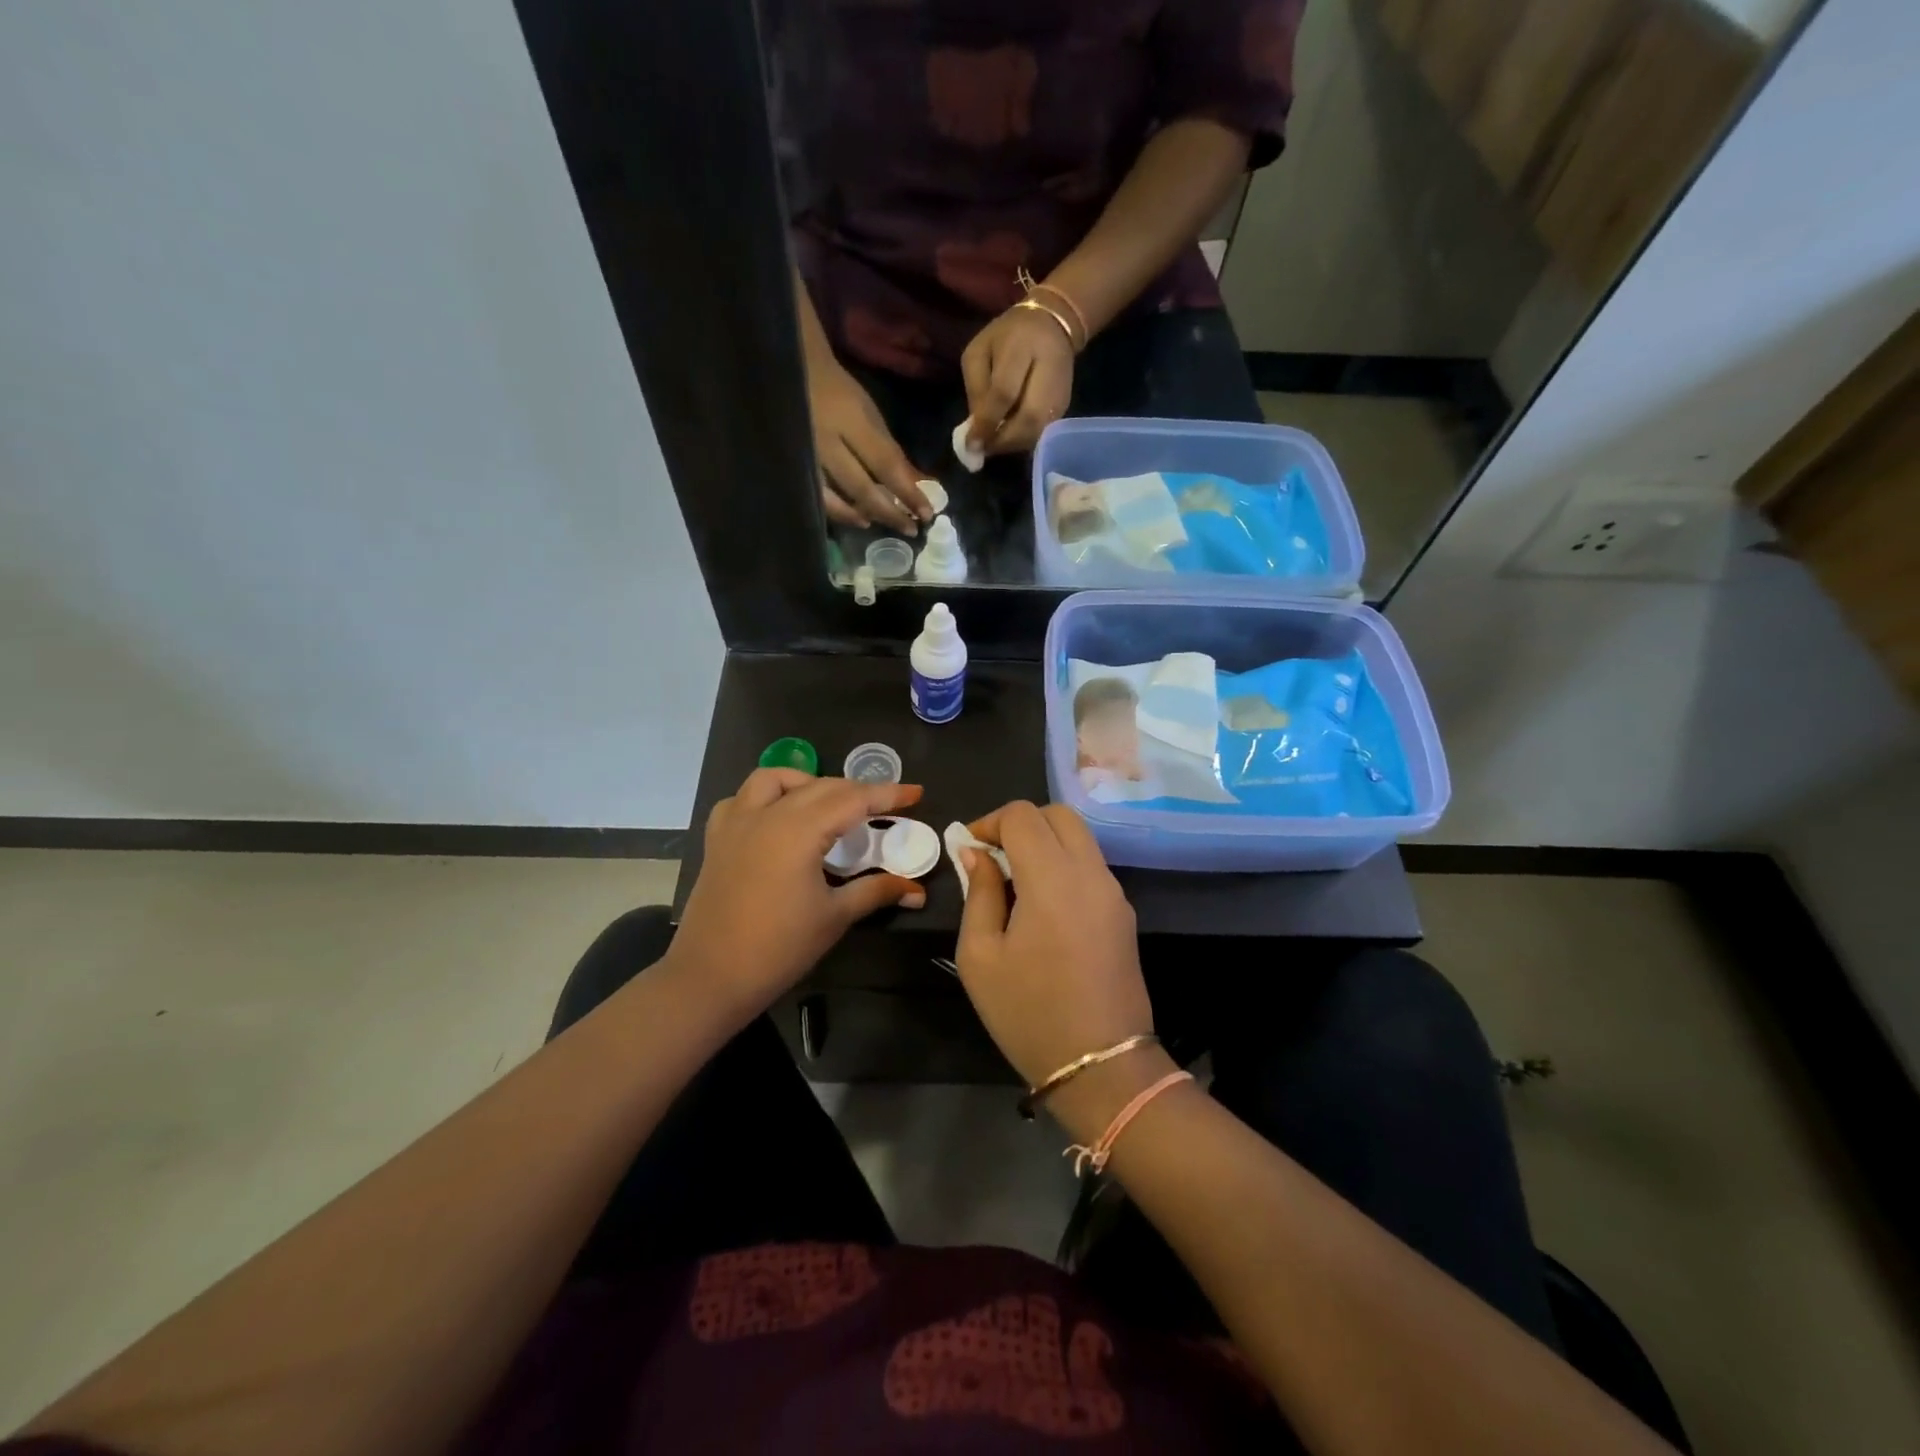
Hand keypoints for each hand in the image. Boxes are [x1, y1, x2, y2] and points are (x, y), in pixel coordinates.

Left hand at [671, 769, 925, 1029]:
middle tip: (885, 807)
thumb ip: (876, 891)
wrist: (710, 977)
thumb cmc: (779, 948)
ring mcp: (736, 823)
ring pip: (774, 779)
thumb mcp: (835, 917)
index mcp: (799, 831)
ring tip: (828, 805)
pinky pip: (740, 799)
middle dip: (856, 790)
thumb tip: (916, 889)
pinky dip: (765, 797)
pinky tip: (777, 817)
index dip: (888, 794)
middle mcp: (767, 815)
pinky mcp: (717, 839)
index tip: (916, 793)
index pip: (853, 800)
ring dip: (807, 782)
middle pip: (820, 786)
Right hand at [808, 361, 933, 534]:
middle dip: (889, 512)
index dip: (908, 492)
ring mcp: (805, 456)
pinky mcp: (791, 466)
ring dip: (861, 515)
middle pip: (862, 488)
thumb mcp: (869, 413)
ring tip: (879, 525)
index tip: (927, 514)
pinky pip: (816, 497)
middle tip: (911, 530)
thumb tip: (919, 484)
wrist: (790, 373)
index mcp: (851, 421)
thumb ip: (891, 450)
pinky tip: (855, 518)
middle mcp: (826, 442)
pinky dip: (837, 511)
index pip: (886, 464)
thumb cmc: (838, 391)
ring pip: (836, 498)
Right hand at [953, 801, 1150, 1090]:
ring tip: (1014, 882)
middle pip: (1058, 815)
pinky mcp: (1124, 912)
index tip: (969, 849)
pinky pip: (1091, 866)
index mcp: (1052, 879)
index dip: (990, 822)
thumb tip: (976, 854)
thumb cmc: (1029, 1013)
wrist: (1102, 1066)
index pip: (1022, 815)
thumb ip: (978, 893)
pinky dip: (1063, 863)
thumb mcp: (980, 956)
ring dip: (1044, 842)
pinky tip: (1042, 904)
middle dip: (1021, 823)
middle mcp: (1090, 873)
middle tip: (993, 857)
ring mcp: (1114, 892)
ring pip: (1079, 838)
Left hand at [961, 306, 1075, 456]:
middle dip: (1001, 441)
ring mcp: (1060, 394)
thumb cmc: (1008, 336)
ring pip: (1036, 433)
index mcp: (1022, 348)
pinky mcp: (1064, 408)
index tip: (971, 443)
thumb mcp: (980, 350)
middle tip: (981, 449)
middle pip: (1027, 421)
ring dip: (1011, 446)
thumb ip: (976, 387)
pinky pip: (1041, 434)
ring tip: (992, 445)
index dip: (987, 422)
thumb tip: (976, 428)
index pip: (1005, 393)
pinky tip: (1007, 438)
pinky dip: (1021, 442)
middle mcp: (1048, 373)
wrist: (1052, 325)